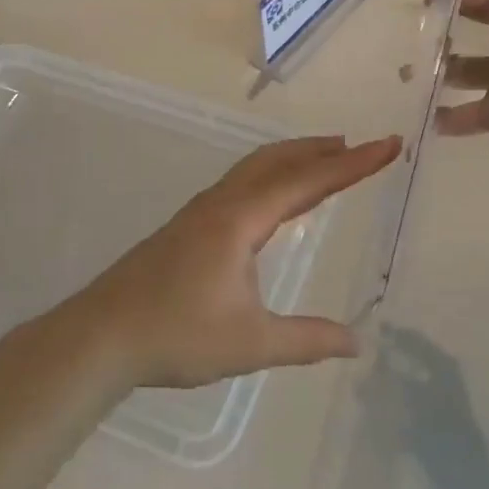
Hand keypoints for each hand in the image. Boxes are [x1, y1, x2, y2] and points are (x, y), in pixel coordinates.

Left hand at [54, 135, 402, 390]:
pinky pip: (240, 185)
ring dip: (293, 159)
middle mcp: (221, 205)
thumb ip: (307, 340)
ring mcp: (199, 213)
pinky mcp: (187, 227)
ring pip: (254, 169)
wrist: (100, 336)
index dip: (352, 164)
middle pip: (277, 161)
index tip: (388, 145)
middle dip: (321, 150)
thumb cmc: (176, 335)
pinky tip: (272, 200)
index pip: (307, 182)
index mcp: (239, 220)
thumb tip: (356, 342)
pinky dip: (270, 176)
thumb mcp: (251, 343)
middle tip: (360, 146)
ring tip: (325, 160)